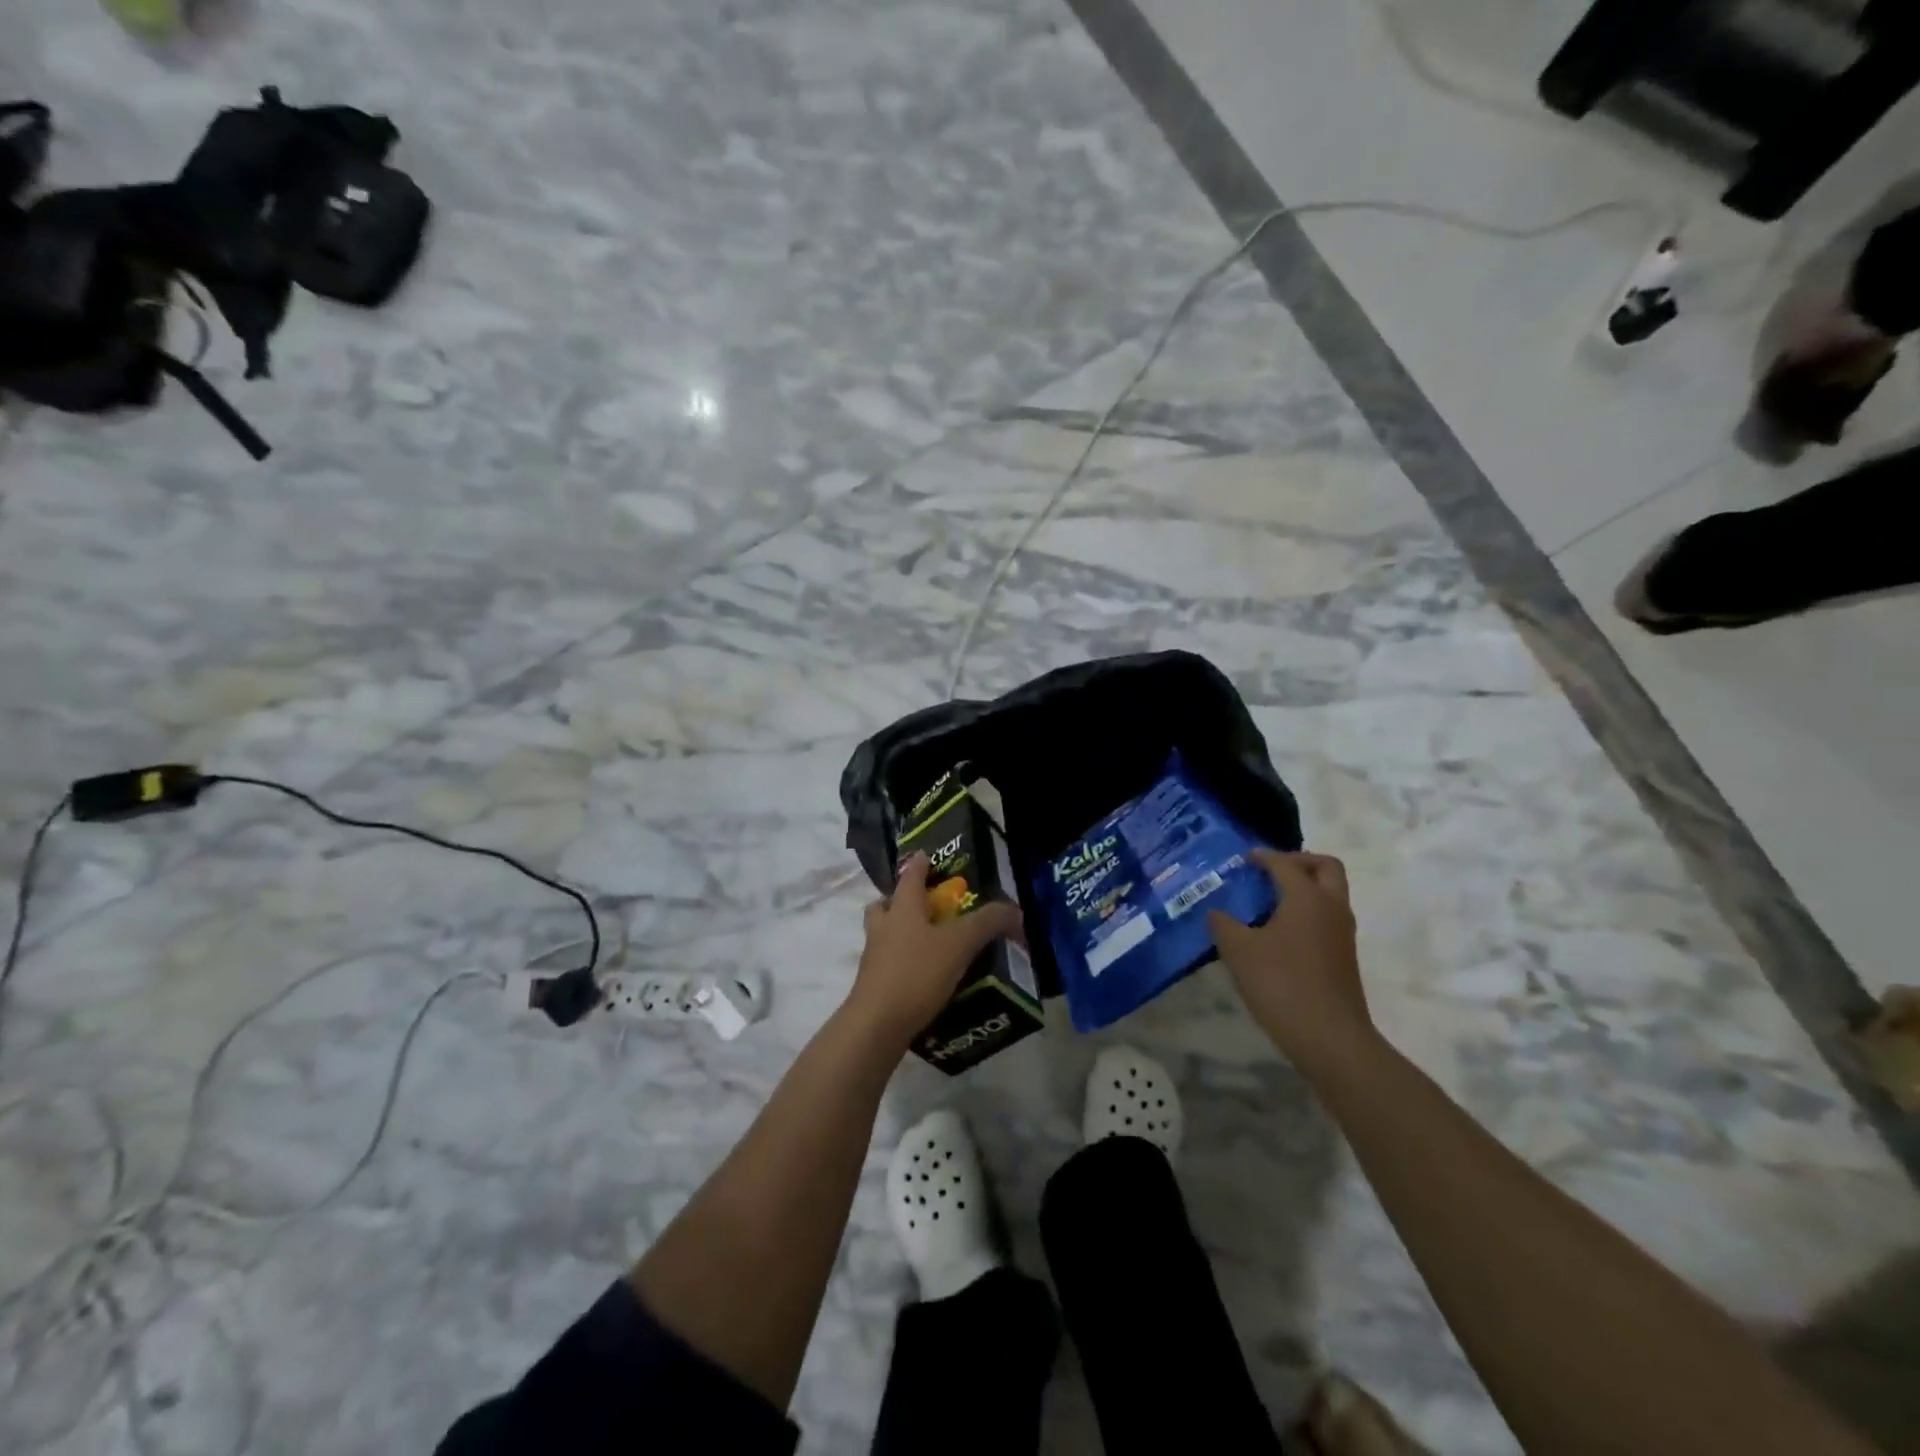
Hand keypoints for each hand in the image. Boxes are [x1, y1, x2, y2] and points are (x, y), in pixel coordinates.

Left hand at [846, 853, 1022, 1047]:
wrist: (877, 1025)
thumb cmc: (917, 973)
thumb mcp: (960, 944)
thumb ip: (987, 923)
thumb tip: (1014, 910)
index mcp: (902, 907)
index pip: (910, 875)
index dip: (921, 864)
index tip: (928, 856)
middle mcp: (883, 926)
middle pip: (887, 903)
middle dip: (903, 901)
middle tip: (928, 907)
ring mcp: (874, 956)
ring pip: (885, 933)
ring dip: (902, 932)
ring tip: (932, 943)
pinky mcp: (874, 984)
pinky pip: (889, 962)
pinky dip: (905, 962)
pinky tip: (927, 976)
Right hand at [1207, 849, 1372, 1071]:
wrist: (1330, 1038)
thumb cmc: (1282, 984)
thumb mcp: (1239, 951)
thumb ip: (1224, 925)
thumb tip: (1216, 913)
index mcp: (1307, 898)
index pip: (1286, 864)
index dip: (1264, 857)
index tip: (1244, 858)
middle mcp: (1331, 908)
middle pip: (1325, 868)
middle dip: (1299, 861)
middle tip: (1271, 870)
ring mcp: (1342, 933)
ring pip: (1330, 893)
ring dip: (1305, 887)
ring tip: (1269, 900)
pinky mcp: (1343, 956)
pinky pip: (1327, 917)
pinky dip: (1307, 911)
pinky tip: (1278, 931)